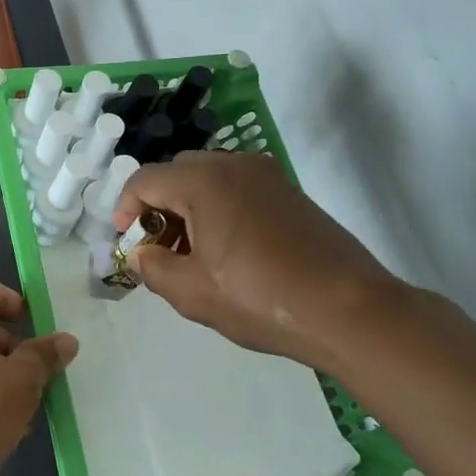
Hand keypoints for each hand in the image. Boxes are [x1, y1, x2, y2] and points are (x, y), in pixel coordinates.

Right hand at [114, 151, 404, 371]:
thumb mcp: (192, 292)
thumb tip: (140, 254)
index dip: (125, 209)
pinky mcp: (289, 193)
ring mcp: (267, 176)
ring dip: (189, 208)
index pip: (145, 180)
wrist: (350, 310)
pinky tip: (228, 251)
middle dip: (158, 207)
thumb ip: (153, 267)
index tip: (126, 242)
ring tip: (192, 255)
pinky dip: (219, 209)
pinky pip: (238, 188)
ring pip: (209, 179)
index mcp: (205, 181)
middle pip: (177, 173)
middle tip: (159, 249)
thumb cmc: (262, 299)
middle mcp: (235, 165)